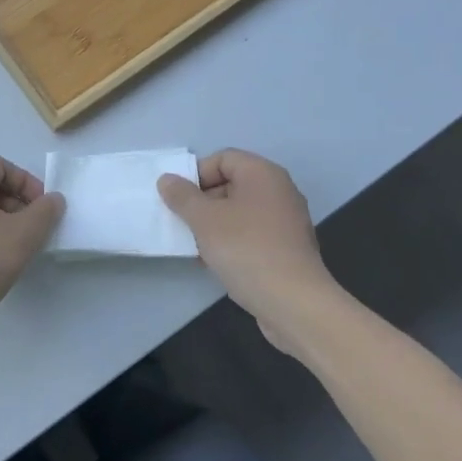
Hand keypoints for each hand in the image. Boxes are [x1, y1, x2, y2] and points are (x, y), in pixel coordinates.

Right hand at [158, 149, 341, 348]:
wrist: (293, 302)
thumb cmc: (246, 249)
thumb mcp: (204, 219)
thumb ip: (182, 196)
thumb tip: (167, 179)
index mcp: (263, 174)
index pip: (223, 158)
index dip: (197, 174)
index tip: (179, 199)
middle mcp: (279, 191)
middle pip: (232, 184)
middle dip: (203, 201)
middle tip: (183, 222)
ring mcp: (286, 221)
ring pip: (240, 212)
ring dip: (214, 224)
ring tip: (195, 244)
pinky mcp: (286, 249)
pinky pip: (251, 234)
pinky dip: (231, 241)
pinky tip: (215, 262)